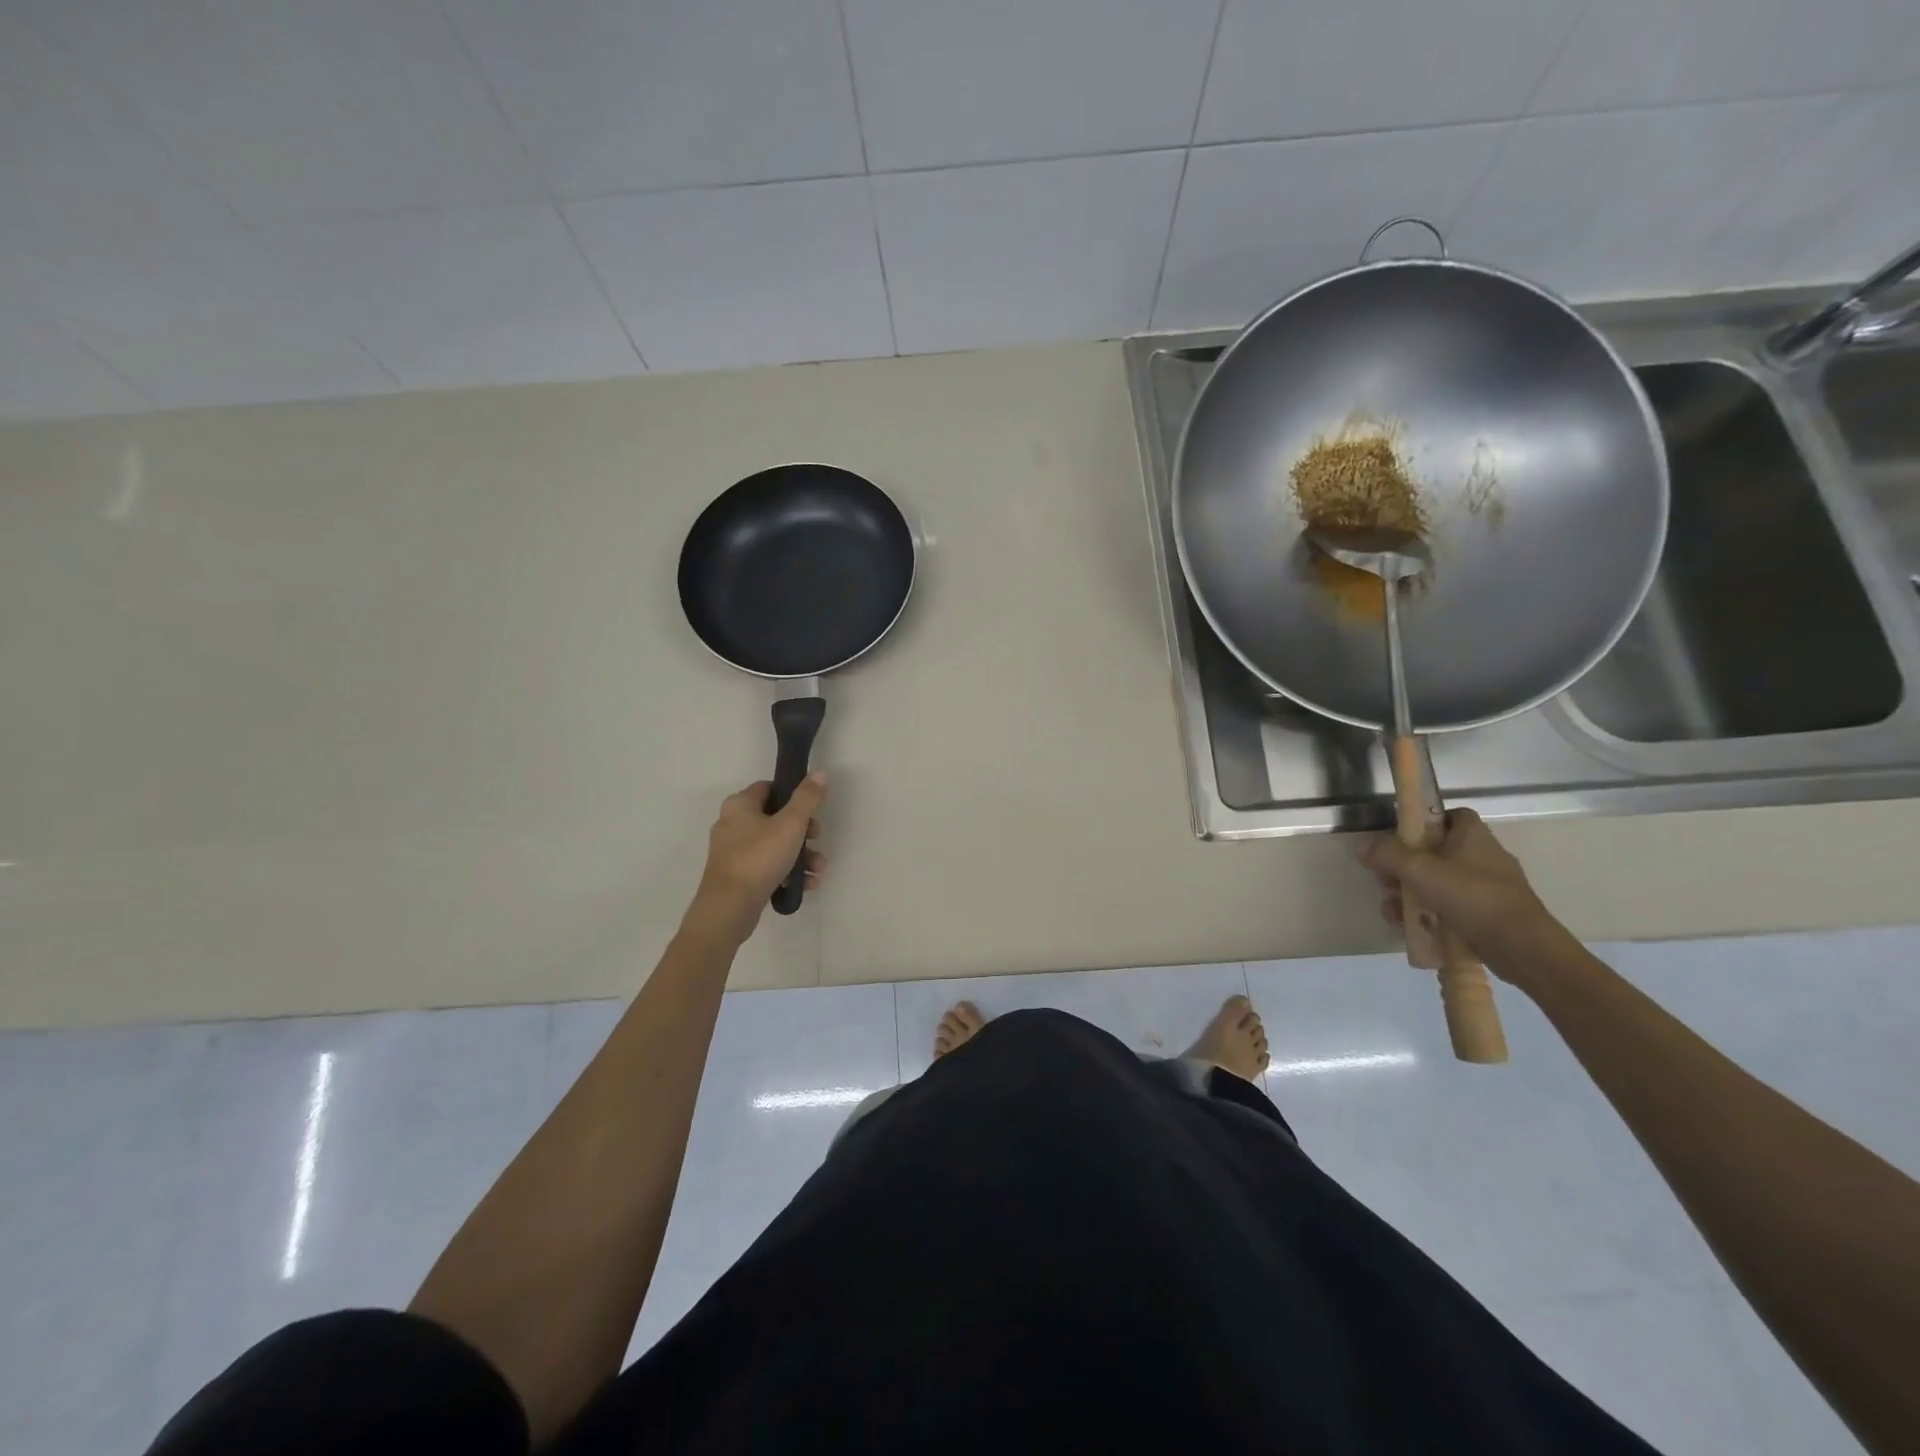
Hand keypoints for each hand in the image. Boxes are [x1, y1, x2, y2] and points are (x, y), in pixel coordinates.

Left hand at [692, 774, 828, 931]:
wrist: (729, 908)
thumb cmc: (759, 858)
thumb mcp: (790, 824)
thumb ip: (807, 798)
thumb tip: (820, 773)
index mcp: (739, 805)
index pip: (769, 788)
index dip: (793, 795)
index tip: (812, 809)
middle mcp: (732, 824)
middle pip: (776, 818)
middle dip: (803, 831)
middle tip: (817, 839)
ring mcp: (733, 852)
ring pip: (774, 845)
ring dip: (801, 855)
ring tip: (818, 869)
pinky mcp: (737, 876)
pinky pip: (767, 867)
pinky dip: (787, 872)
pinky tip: (806, 884)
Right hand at [1362, 807, 1551, 970]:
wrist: (1522, 947)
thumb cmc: (1471, 897)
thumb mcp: (1420, 870)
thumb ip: (1388, 855)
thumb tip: (1362, 846)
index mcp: (1473, 836)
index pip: (1448, 815)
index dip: (1422, 822)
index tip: (1397, 837)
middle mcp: (1482, 856)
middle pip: (1434, 851)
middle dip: (1404, 866)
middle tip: (1385, 880)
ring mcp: (1486, 887)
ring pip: (1438, 882)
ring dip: (1409, 894)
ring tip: (1391, 911)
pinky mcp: (1486, 914)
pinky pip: (1449, 907)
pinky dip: (1427, 913)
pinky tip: (1407, 927)